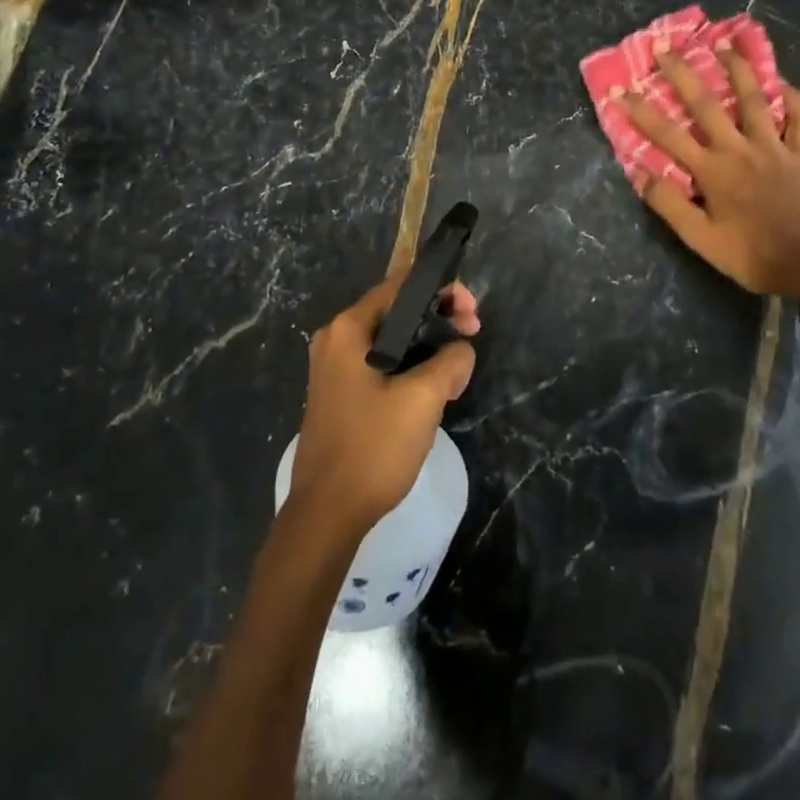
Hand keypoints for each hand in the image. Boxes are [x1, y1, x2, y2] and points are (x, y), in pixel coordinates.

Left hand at [287, 272, 479, 535]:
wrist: (327, 514)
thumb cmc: (372, 447)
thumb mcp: (423, 398)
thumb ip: (451, 360)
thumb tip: (461, 350)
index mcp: (349, 329)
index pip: (402, 285)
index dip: (443, 290)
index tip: (472, 314)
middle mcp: (337, 339)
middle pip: (397, 309)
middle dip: (439, 318)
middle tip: (472, 335)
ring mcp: (335, 368)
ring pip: (392, 338)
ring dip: (428, 343)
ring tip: (458, 364)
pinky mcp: (341, 393)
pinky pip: (383, 362)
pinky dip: (411, 364)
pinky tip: (434, 385)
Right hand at [623, 44, 799, 296]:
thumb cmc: (749, 255)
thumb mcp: (700, 239)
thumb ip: (669, 205)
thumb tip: (640, 174)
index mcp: (712, 171)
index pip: (668, 134)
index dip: (641, 111)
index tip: (620, 90)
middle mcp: (740, 149)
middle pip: (706, 105)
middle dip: (682, 74)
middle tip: (665, 47)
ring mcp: (773, 148)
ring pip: (754, 100)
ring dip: (737, 69)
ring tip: (724, 44)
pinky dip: (793, 100)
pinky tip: (783, 82)